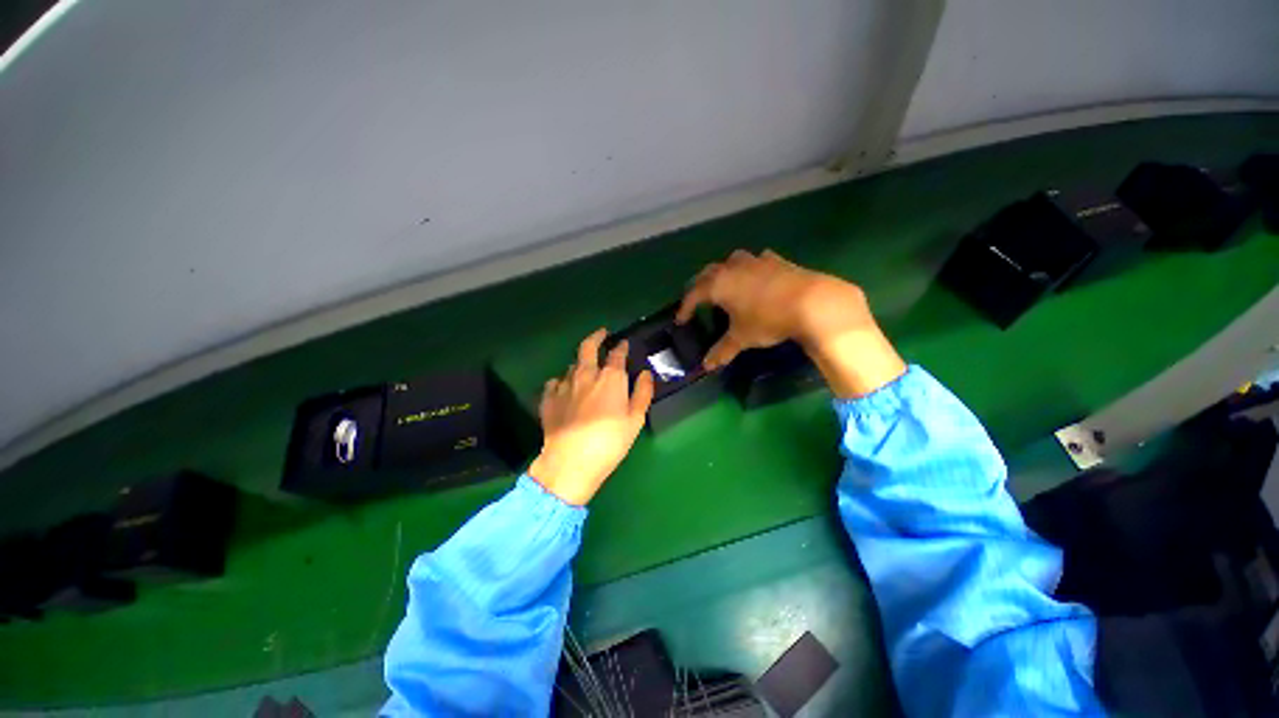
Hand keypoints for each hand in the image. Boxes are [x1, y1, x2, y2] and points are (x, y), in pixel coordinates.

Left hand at [527, 329, 654, 505]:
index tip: (624, 343)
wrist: (571, 462)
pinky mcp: (548, 398)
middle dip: (596, 337)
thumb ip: (642, 393)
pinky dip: (561, 381)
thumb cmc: (610, 442)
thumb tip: (645, 374)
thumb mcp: (635, 420)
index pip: (617, 354)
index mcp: (610, 378)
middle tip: (602, 333)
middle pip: (588, 347)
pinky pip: (554, 382)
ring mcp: (564, 385)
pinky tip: (563, 387)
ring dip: (580, 362)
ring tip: (585, 367)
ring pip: (572, 365)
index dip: (621, 347)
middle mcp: (586, 375)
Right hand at [676, 249, 905, 397]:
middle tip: (698, 300)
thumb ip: (722, 350)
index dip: (685, 307)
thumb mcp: (742, 338)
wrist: (811, 302)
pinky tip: (757, 277)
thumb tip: (707, 366)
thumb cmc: (768, 320)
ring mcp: (755, 261)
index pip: (693, 294)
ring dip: (724, 271)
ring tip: (726, 284)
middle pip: (708, 272)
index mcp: (719, 285)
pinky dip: (750, 268)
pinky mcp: (776, 260)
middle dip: (700, 286)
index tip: (681, 319)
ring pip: (731, 261)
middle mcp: (733, 268)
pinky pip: (756, 261)